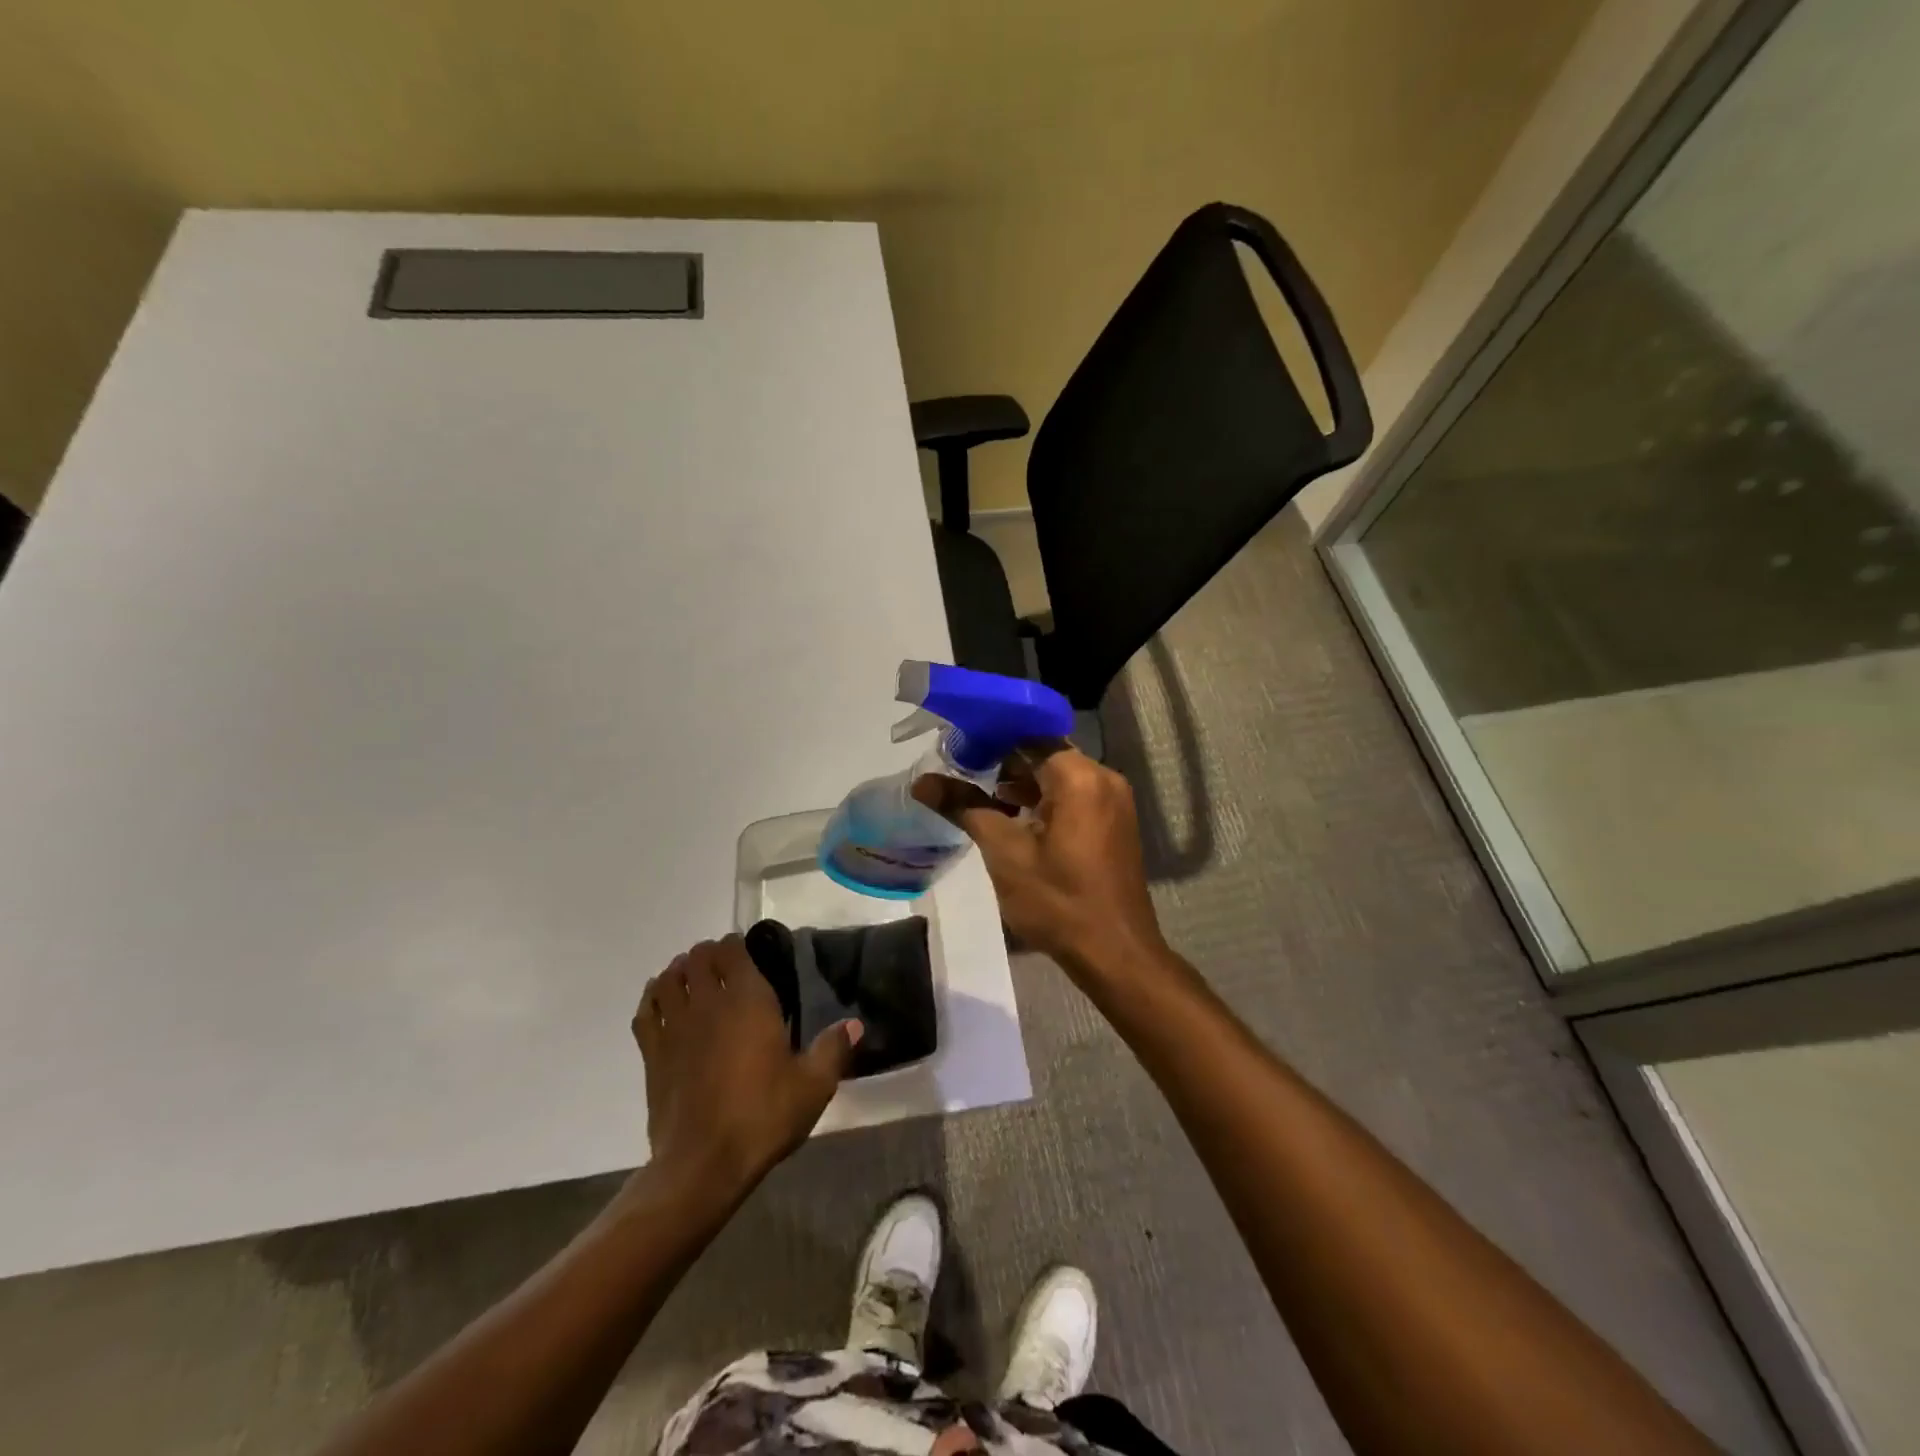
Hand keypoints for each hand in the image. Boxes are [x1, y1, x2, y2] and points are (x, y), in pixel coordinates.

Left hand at [632, 936, 861, 1199]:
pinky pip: (646, 1010)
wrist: (702, 1164)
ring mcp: (675, 1026)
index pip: (732, 950)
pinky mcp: (652, 1053)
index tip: (749, 955)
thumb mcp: (813, 1086)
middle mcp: (708, 1002)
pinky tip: (663, 1005)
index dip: (737, 945)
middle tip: (725, 969)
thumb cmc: (762, 1116)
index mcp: (748, 1000)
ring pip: (668, 978)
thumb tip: (854, 1025)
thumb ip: (833, 1049)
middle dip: (709, 955)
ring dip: (680, 972)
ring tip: (694, 981)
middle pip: (698, 957)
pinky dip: (653, 998)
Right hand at [923, 745, 1167, 977]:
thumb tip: (922, 783)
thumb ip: (965, 808)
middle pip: (1045, 753)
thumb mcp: (1004, 853)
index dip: (991, 737)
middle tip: (961, 771)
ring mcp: (1113, 801)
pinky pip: (1075, 796)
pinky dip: (1045, 800)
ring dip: (1023, 783)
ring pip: (1060, 776)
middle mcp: (1103, 778)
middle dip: (1004, 761)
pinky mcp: (1115, 822)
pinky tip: (1015, 818)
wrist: (1115, 954)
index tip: (957, 746)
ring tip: (981, 797)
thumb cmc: (1058, 901)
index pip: (1029, 735)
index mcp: (1079, 777)